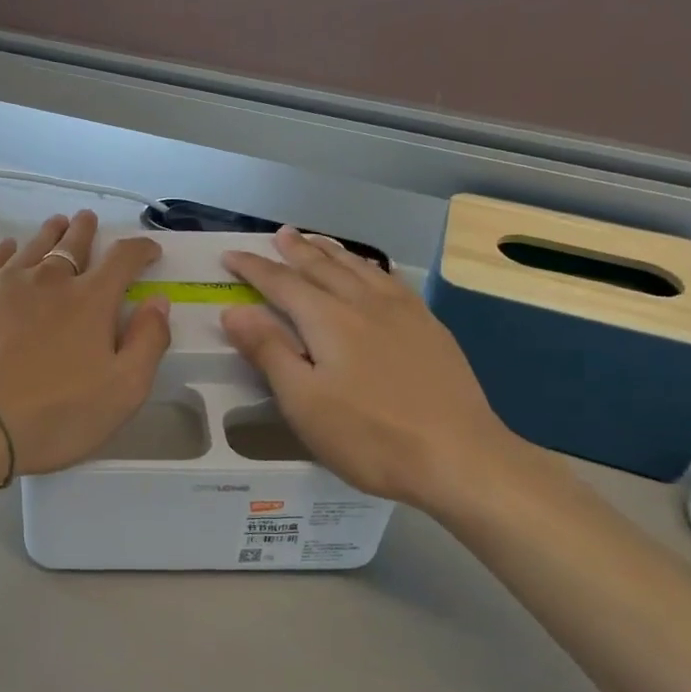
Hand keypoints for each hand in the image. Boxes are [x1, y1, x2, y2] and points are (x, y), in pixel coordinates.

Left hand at [0, 212, 170, 475]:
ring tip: (57, 224)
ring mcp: (8, 282)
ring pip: (35, 245)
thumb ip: (148, 341)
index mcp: (91, 299)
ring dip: (51, 232)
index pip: (123, 258)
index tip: (149, 251)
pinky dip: (8, 248)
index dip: (140, 250)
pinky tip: (10, 248)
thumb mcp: (124, 390)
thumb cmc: (58, 413)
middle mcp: (51, 278)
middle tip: (88, 220)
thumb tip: (158, 301)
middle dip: (86, 230)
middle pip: (73, 242)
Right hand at [219, 228, 534, 519]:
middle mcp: (364, 303)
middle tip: (280, 234)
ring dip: (333, 253)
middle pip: (323, 267)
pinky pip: (392, 281)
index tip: (231, 255)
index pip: (282, 283)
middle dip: (297, 250)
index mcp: (328, 320)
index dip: (254, 268)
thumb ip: (269, 351)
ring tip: (318, 242)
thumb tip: (235, 310)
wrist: (459, 457)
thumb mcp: (304, 402)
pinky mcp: (430, 328)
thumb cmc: (370, 436)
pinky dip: (371, 267)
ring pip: (360, 268)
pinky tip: (374, 272)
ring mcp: (403, 313)